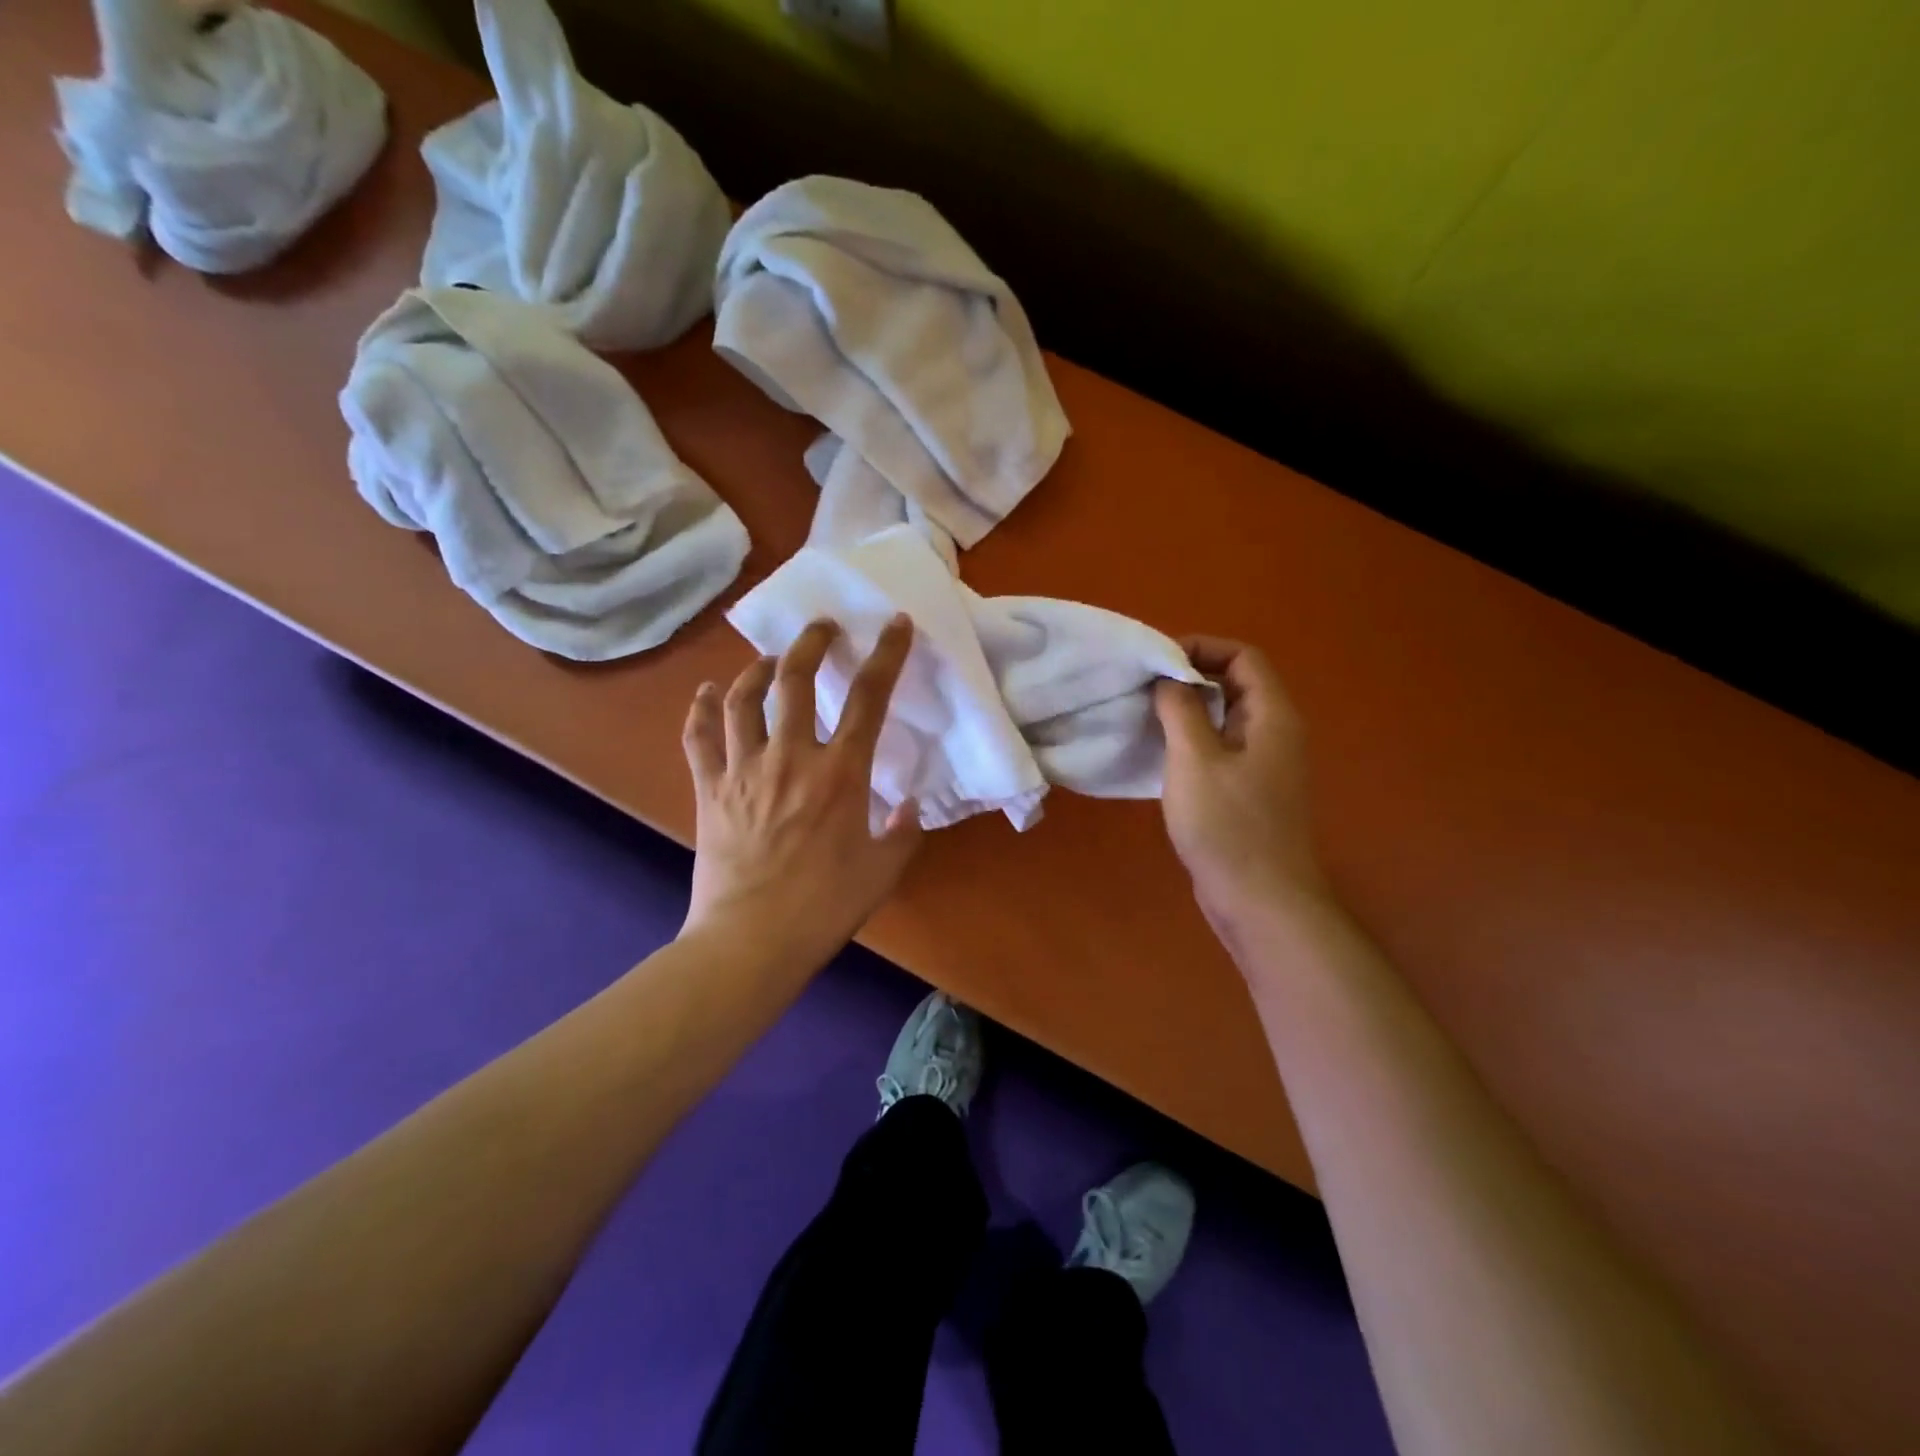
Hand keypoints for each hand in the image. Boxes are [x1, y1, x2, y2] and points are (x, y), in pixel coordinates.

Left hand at [680, 615, 922, 965]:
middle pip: (796, 680)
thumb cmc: (824, 906)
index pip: (868, 698)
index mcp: (840, 773)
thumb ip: (903, 833)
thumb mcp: (882, 871)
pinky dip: (700, 709)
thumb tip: (909, 805)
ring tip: (770, 659)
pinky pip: (699, 737)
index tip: (895, 624)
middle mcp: (791, 757)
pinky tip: (704, 693)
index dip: (886, 655)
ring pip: (743, 699)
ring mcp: (744, 769)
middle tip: (821, 627)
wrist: (752, 939)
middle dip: (811, 643)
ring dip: (757, 669)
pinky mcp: (709, 789)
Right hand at [1154, 637, 1326, 932]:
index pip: (1243, 657)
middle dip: (1189, 677)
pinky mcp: (1249, 791)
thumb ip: (1181, 709)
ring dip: (1187, 710)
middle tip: (1143, 687)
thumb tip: (1168, 678)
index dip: (1201, 648)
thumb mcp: (1194, 759)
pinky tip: (1160, 754)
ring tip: (1144, 715)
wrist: (1260, 900)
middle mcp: (1275, 733)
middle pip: (1235, 684)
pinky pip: (1221, 748)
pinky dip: (1192, 740)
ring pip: (1225, 718)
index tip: (1157, 662)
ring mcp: (1264, 764)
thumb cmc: (1228, 826)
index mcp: (1272, 716)